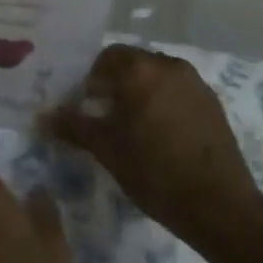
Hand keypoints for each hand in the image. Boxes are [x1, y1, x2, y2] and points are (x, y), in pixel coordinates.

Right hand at [46, 45, 261, 243]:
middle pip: (134, 64)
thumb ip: (73, 125)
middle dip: (117, 83)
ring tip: (133, 126)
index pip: (106, 57)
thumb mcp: (105, 148)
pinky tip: (160, 135)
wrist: (218, 205)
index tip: (86, 104)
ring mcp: (196, 84)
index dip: (91, 78)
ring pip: (158, 77)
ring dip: (142, 92)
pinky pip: (179, 92)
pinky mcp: (214, 104)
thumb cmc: (153, 170)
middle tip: (105, 114)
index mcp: (140, 69)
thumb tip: (44, 117)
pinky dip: (164, 103)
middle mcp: (170, 66)